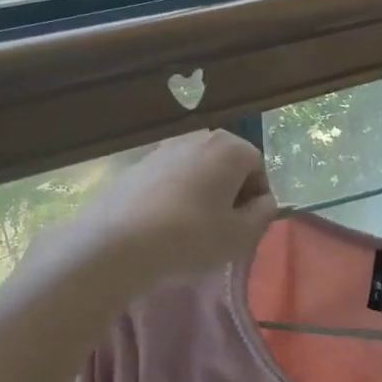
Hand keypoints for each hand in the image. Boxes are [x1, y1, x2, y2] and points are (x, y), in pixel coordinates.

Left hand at [31, 130, 277, 298]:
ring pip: (197, 170)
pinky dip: (175, 196)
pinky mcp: (136, 165)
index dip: (257, 198)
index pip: (258, 167)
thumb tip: (264, 202)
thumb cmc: (191, 237)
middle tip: (223, 227)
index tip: (246, 225)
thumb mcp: (241, 235)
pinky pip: (170, 178)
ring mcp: (163, 148)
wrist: (118, 244)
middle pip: (227, 164)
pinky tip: (165, 225)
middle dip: (230, 192)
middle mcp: (198, 138)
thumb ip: (264, 214)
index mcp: (230, 148)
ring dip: (202, 193)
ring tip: (193, 229)